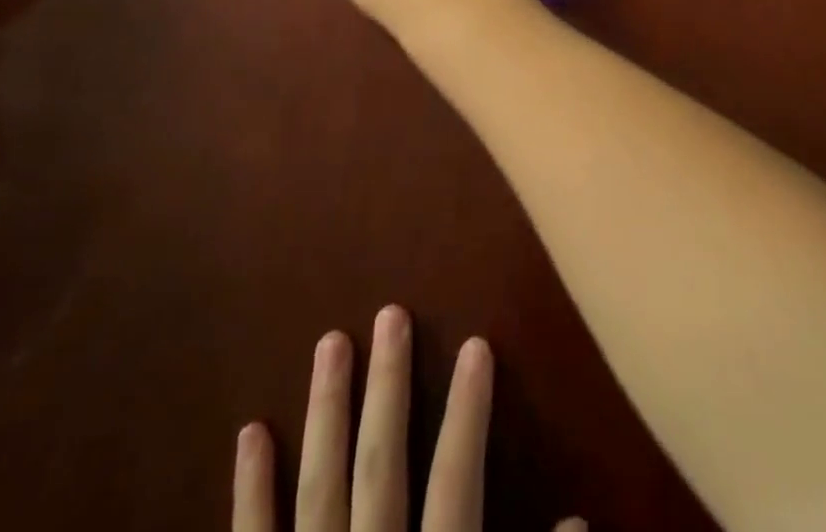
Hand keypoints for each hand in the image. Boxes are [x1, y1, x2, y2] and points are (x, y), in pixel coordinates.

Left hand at [233, 305, 583, 531]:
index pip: (456, 481)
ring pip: (318, 486)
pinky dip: (251, 492)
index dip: (469, 411)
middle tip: (388, 314)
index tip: (478, 343)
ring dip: (325, 412)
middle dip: (387, 386)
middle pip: (380, 464)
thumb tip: (575, 523)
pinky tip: (251, 434)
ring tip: (329, 342)